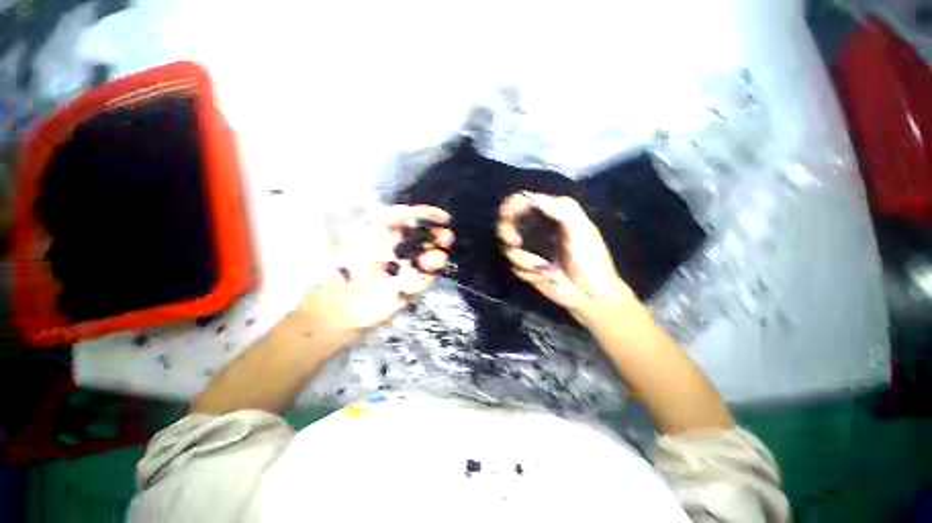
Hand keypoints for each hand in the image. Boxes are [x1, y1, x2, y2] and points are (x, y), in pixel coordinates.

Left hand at [295, 205, 453, 344]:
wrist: (342, 301)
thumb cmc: (349, 261)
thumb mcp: (365, 231)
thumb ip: (390, 217)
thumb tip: (411, 211)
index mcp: (391, 231)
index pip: (416, 219)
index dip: (431, 216)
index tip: (445, 219)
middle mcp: (403, 247)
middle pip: (431, 238)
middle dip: (442, 237)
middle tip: (446, 239)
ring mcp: (408, 267)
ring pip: (434, 259)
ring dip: (436, 258)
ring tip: (424, 263)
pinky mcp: (410, 287)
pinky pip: (425, 280)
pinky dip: (420, 281)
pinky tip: (406, 286)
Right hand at [498, 192, 631, 324]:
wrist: (589, 293)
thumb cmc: (589, 259)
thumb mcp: (581, 229)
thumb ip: (561, 209)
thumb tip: (531, 197)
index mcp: (550, 215)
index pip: (523, 202)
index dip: (511, 204)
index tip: (506, 214)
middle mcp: (536, 229)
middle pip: (507, 222)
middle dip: (507, 231)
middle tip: (514, 242)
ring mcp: (529, 249)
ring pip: (507, 246)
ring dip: (523, 259)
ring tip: (541, 267)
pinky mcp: (525, 267)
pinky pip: (513, 265)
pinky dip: (526, 271)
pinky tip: (541, 276)